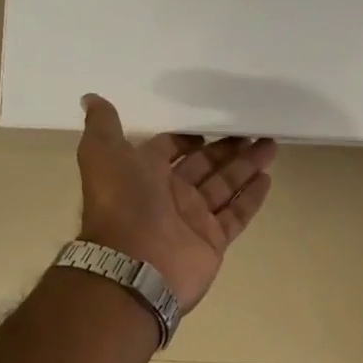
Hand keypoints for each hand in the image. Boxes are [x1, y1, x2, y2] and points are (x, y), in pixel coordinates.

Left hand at [75, 94, 278, 309]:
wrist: (133, 264)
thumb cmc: (122, 203)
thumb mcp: (103, 154)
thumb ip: (102, 125)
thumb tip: (90, 98)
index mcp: (144, 174)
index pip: (170, 150)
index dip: (188, 138)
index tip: (211, 125)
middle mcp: (169, 195)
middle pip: (205, 165)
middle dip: (228, 148)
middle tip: (254, 130)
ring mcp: (193, 219)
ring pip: (225, 186)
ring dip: (247, 166)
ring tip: (271, 145)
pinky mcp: (213, 240)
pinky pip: (236, 214)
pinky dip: (251, 197)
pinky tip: (268, 178)